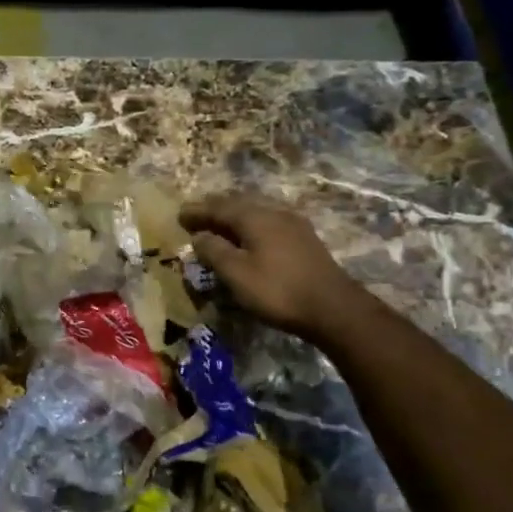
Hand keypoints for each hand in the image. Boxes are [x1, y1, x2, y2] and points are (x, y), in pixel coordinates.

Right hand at [179, 193, 364, 342]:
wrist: (333, 308)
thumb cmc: (278, 290)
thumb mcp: (236, 273)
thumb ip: (214, 251)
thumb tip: (199, 236)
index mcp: (254, 217)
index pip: (218, 207)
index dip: (197, 211)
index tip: (179, 215)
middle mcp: (273, 213)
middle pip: (239, 204)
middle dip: (215, 209)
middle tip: (197, 216)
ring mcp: (293, 224)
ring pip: (256, 211)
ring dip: (234, 216)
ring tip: (219, 225)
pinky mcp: (304, 239)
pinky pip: (268, 222)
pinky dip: (250, 225)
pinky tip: (249, 236)